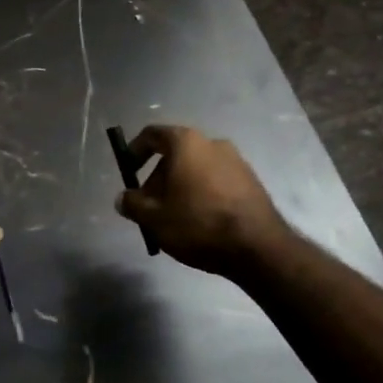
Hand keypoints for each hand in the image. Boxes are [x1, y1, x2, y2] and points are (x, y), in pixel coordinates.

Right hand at [114, 125, 287, 275]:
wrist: (258, 247)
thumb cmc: (198, 224)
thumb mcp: (154, 218)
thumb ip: (132, 204)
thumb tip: (123, 198)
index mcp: (186, 143)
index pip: (152, 135)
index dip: (134, 151)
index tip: (128, 172)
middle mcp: (212, 143)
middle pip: (175, 154)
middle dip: (158, 178)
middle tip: (149, 207)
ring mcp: (236, 161)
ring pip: (196, 169)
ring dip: (180, 188)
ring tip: (173, 219)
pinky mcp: (251, 181)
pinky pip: (216, 181)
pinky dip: (202, 194)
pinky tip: (199, 222)